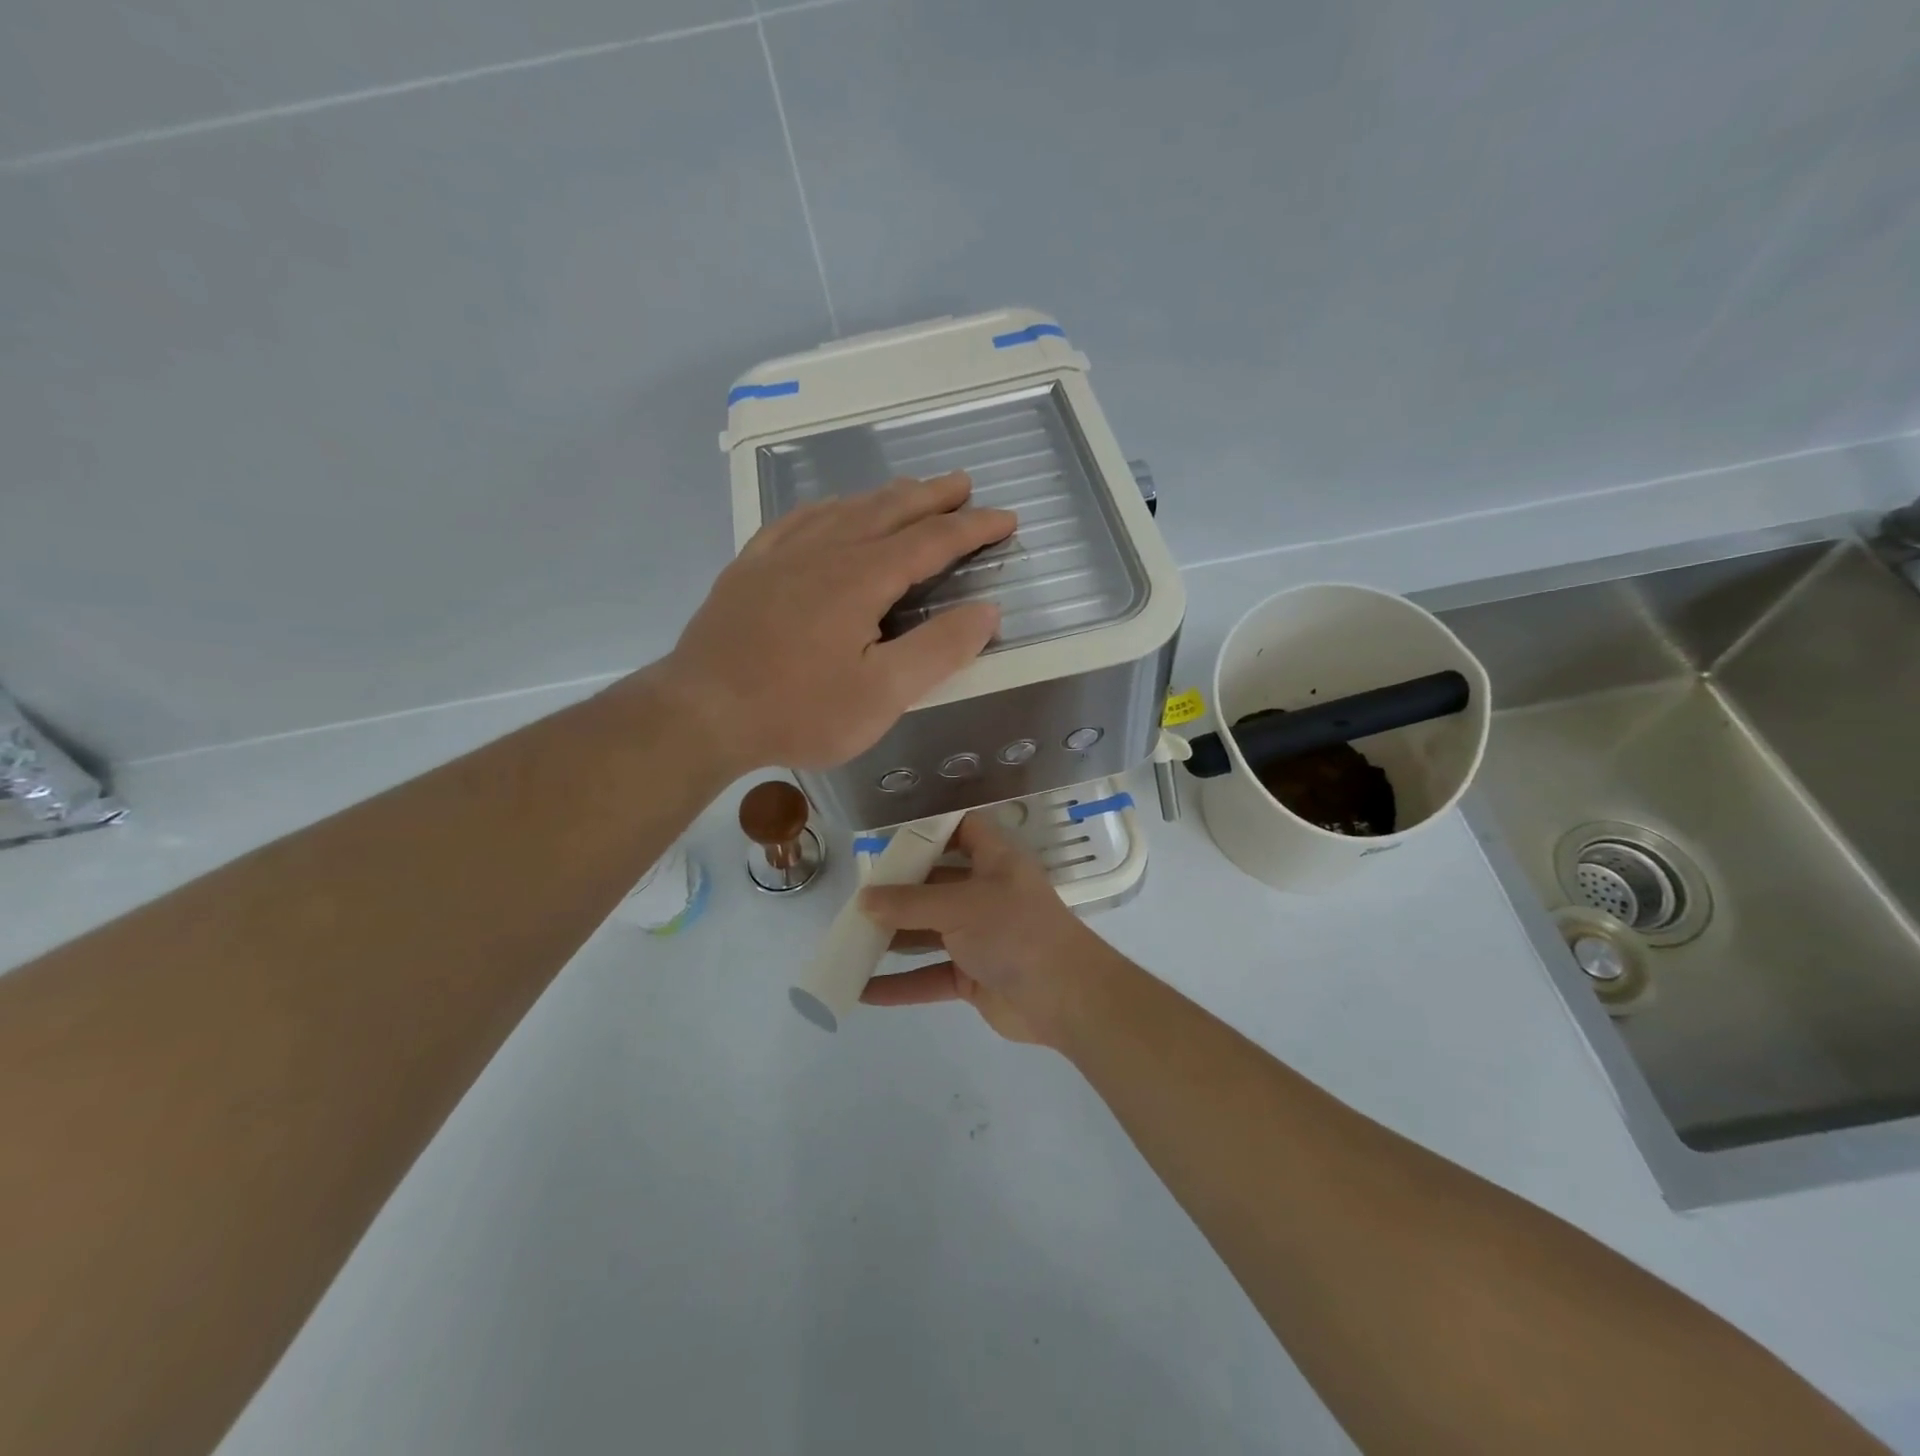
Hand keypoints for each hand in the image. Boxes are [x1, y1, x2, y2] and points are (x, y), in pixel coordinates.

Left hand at [651, 473, 1015, 774]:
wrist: (701, 713)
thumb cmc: (799, 710)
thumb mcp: (883, 694)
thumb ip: (939, 649)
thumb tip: (988, 610)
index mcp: (862, 577)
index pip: (932, 540)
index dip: (973, 527)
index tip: (1006, 517)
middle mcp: (825, 551)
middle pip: (889, 510)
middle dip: (932, 496)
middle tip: (963, 483)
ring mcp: (781, 555)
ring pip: (844, 508)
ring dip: (884, 496)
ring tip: (909, 490)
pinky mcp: (749, 568)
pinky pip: (797, 520)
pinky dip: (828, 507)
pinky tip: (830, 509)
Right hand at [857, 814, 1121, 1047]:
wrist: (1067, 997)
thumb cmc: (1015, 931)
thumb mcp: (960, 907)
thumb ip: (909, 903)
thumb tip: (863, 900)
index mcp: (994, 861)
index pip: (962, 830)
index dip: (930, 829)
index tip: (888, 839)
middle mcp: (986, 893)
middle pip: (935, 884)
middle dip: (897, 891)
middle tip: (856, 897)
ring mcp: (980, 936)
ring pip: (928, 932)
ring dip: (892, 938)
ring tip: (848, 942)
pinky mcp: (973, 976)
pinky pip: (930, 975)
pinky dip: (901, 984)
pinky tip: (863, 991)